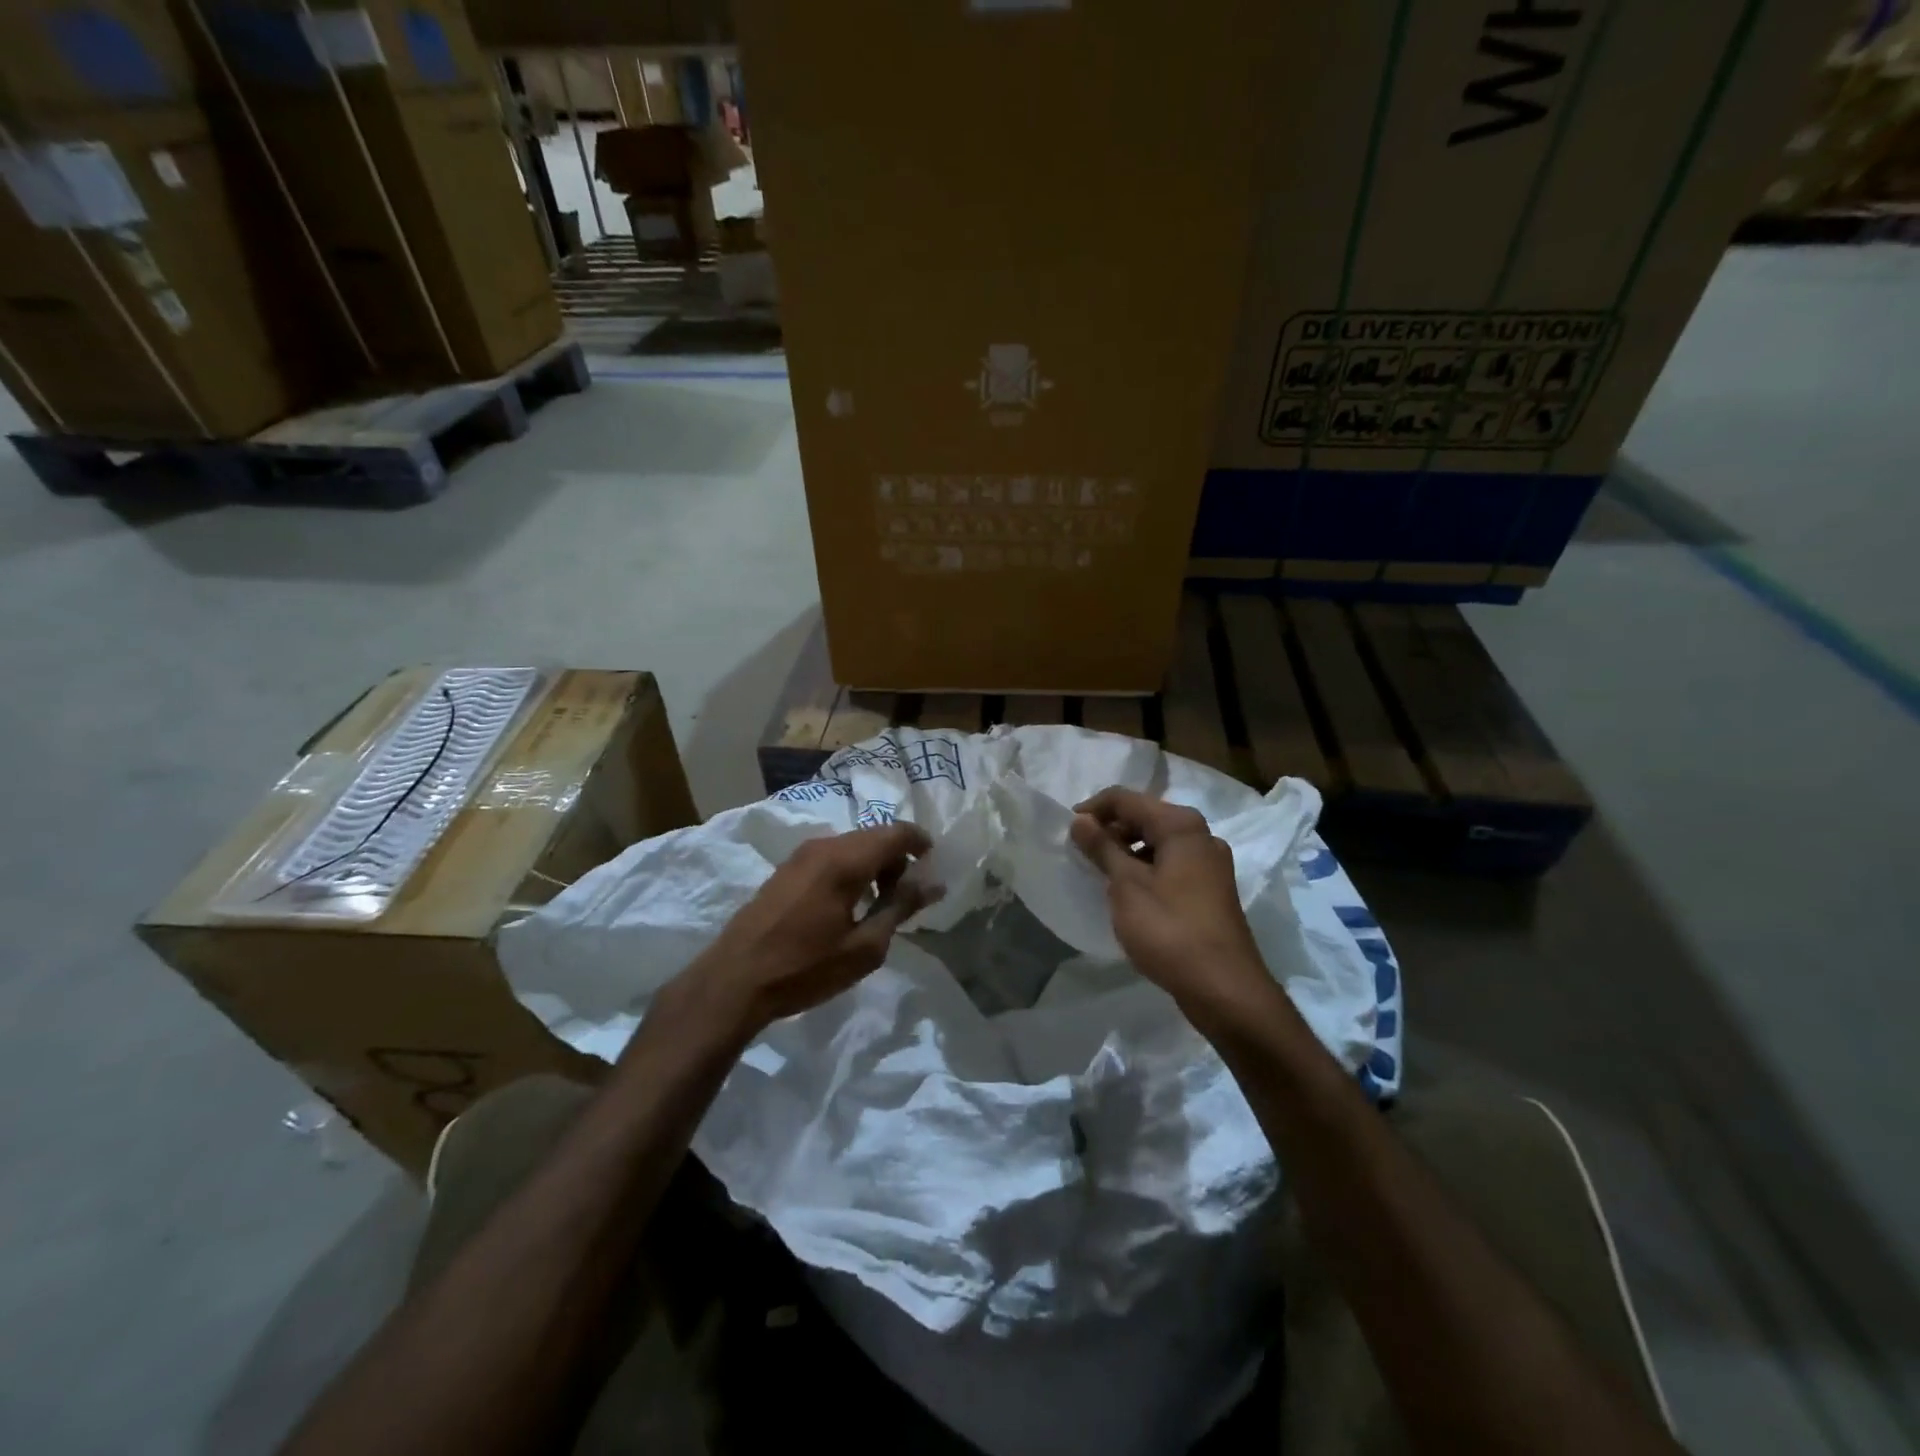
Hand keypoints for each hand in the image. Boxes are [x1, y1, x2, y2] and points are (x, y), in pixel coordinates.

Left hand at [671, 823, 938, 1041]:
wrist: (734, 981)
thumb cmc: (805, 967)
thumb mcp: (864, 947)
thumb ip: (901, 908)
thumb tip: (934, 884)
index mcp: (845, 860)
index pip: (896, 832)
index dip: (920, 844)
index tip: (932, 870)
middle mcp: (823, 846)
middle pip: (874, 836)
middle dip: (897, 859)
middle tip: (905, 897)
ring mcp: (800, 855)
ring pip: (852, 845)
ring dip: (873, 865)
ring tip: (877, 906)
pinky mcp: (786, 869)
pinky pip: (831, 856)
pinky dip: (850, 869)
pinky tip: (847, 905)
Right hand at [1070, 787, 1279, 1035]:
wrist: (1224, 988)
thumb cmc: (1169, 930)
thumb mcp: (1126, 886)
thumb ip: (1102, 848)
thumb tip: (1080, 820)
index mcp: (1181, 825)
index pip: (1126, 799)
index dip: (1093, 809)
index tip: (1068, 831)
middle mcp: (1201, 835)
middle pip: (1145, 816)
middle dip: (1110, 829)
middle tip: (1081, 853)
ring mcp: (1211, 863)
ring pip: (1159, 842)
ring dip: (1127, 850)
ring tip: (1101, 873)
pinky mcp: (1211, 889)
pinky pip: (1171, 864)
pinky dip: (1146, 868)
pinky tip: (1129, 892)